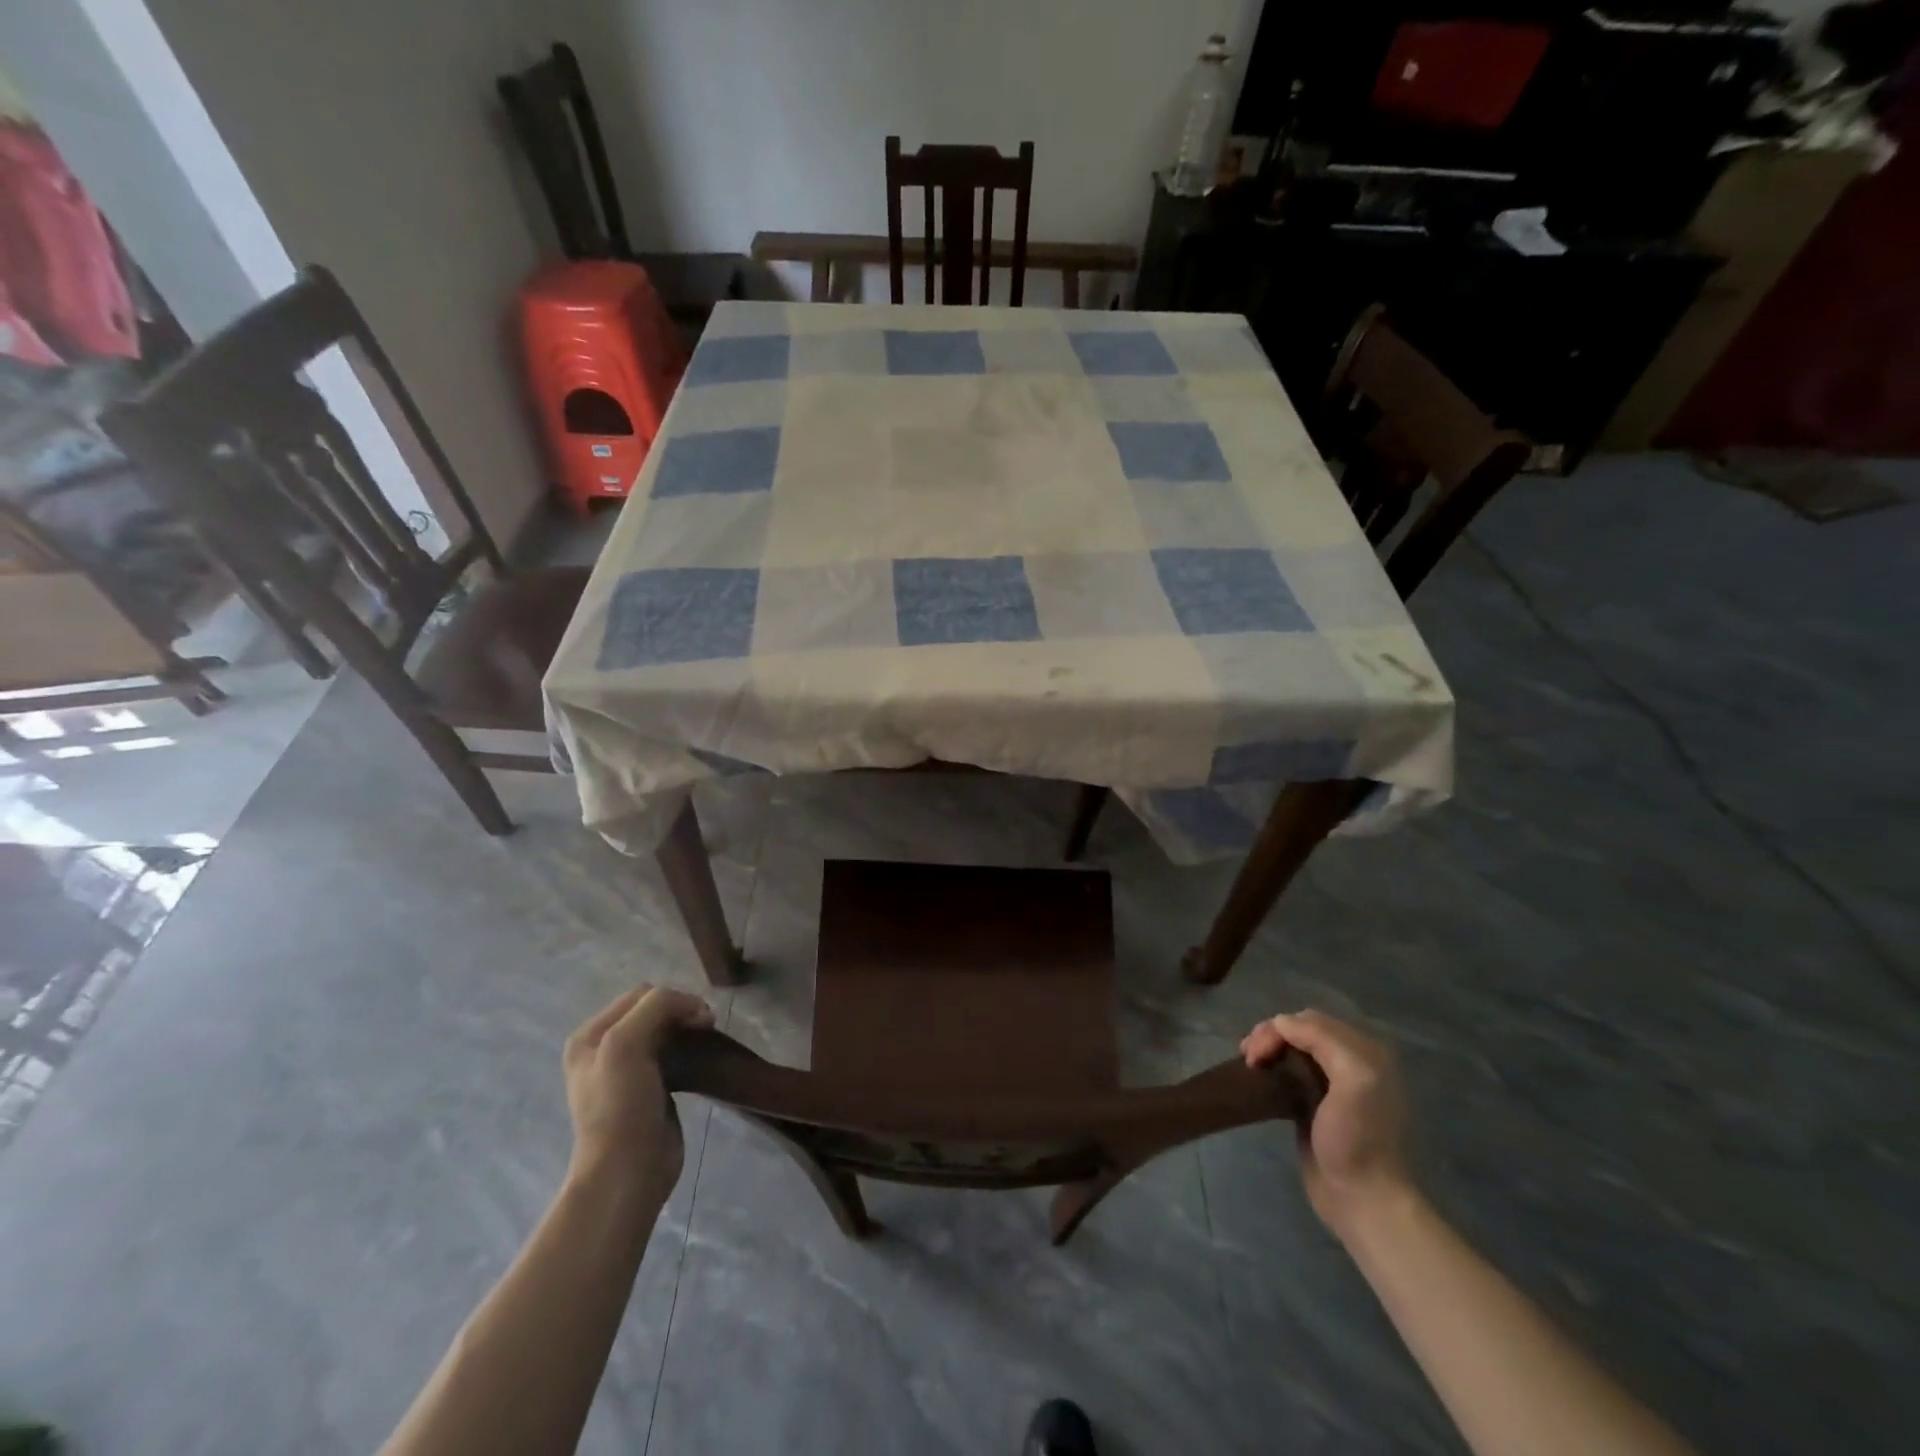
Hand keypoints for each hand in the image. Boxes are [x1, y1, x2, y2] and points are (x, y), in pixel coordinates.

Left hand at [563, 984, 713, 1200]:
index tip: (701, 1018)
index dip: (674, 998)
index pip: (641, 995)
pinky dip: (690, 1051)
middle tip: (707, 1028)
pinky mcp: (651, 1089)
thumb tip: (695, 1008)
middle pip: (653, 1011)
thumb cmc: (621, 1106)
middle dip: (682, 1012)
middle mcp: (604, 1049)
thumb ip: (656, 1008)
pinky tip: (700, 1061)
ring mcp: (627, 1071)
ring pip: (666, 1032)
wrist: (627, 1172)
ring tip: (707, 1041)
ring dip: (688, 1030)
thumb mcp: (626, 1044)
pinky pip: (673, 1056)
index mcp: (590, 1036)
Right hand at [1242, 1009, 1413, 1234]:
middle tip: (1247, 1057)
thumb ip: (1322, 1041)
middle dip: (1270, 1035)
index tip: (1256, 1052)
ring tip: (1249, 1064)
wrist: (1362, 1199)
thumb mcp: (1353, 1081)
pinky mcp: (1316, 1103)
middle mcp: (1353, 1061)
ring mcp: (1335, 1083)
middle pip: (1300, 1030)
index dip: (1280, 1028)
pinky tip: (1259, 1076)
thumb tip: (1280, 1022)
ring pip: (1292, 1048)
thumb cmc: (1356, 1140)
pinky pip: (1290, 1070)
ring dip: (1268, 1048)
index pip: (1311, 1020)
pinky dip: (1272, 1065)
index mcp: (1366, 1052)